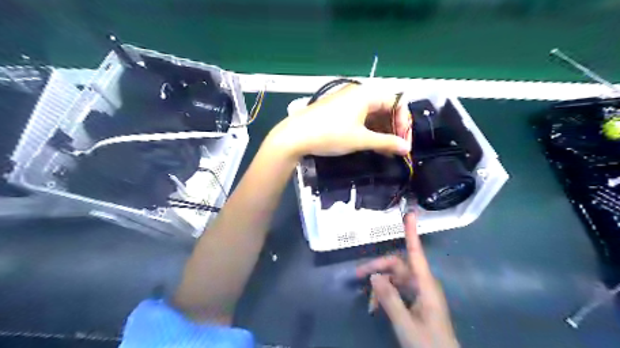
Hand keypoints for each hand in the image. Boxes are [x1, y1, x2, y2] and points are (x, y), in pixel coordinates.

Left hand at [270, 84, 409, 159]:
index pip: (396, 102)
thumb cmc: (330, 134)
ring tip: (384, 149)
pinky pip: (360, 117)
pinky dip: (368, 129)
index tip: (403, 142)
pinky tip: (370, 143)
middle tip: (395, 148)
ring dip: (381, 130)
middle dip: (393, 127)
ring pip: (372, 113)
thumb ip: (386, 143)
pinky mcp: (338, 110)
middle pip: (385, 107)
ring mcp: (347, 101)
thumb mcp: (360, 140)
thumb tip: (406, 148)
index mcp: (367, 94)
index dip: (403, 122)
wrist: (295, 136)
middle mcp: (358, 93)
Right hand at [356, 214, 456, 347]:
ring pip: (395, 278)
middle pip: (398, 265)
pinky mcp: (417, 301)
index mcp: (426, 285)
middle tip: (358, 274)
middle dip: (378, 267)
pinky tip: (376, 305)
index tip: (410, 214)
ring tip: (368, 302)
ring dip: (380, 285)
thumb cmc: (428, 345)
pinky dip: (386, 294)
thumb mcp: (405, 324)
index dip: (412, 233)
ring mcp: (420, 292)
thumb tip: (374, 276)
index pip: (416, 253)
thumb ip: (389, 299)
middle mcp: (423, 284)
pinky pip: (398, 289)